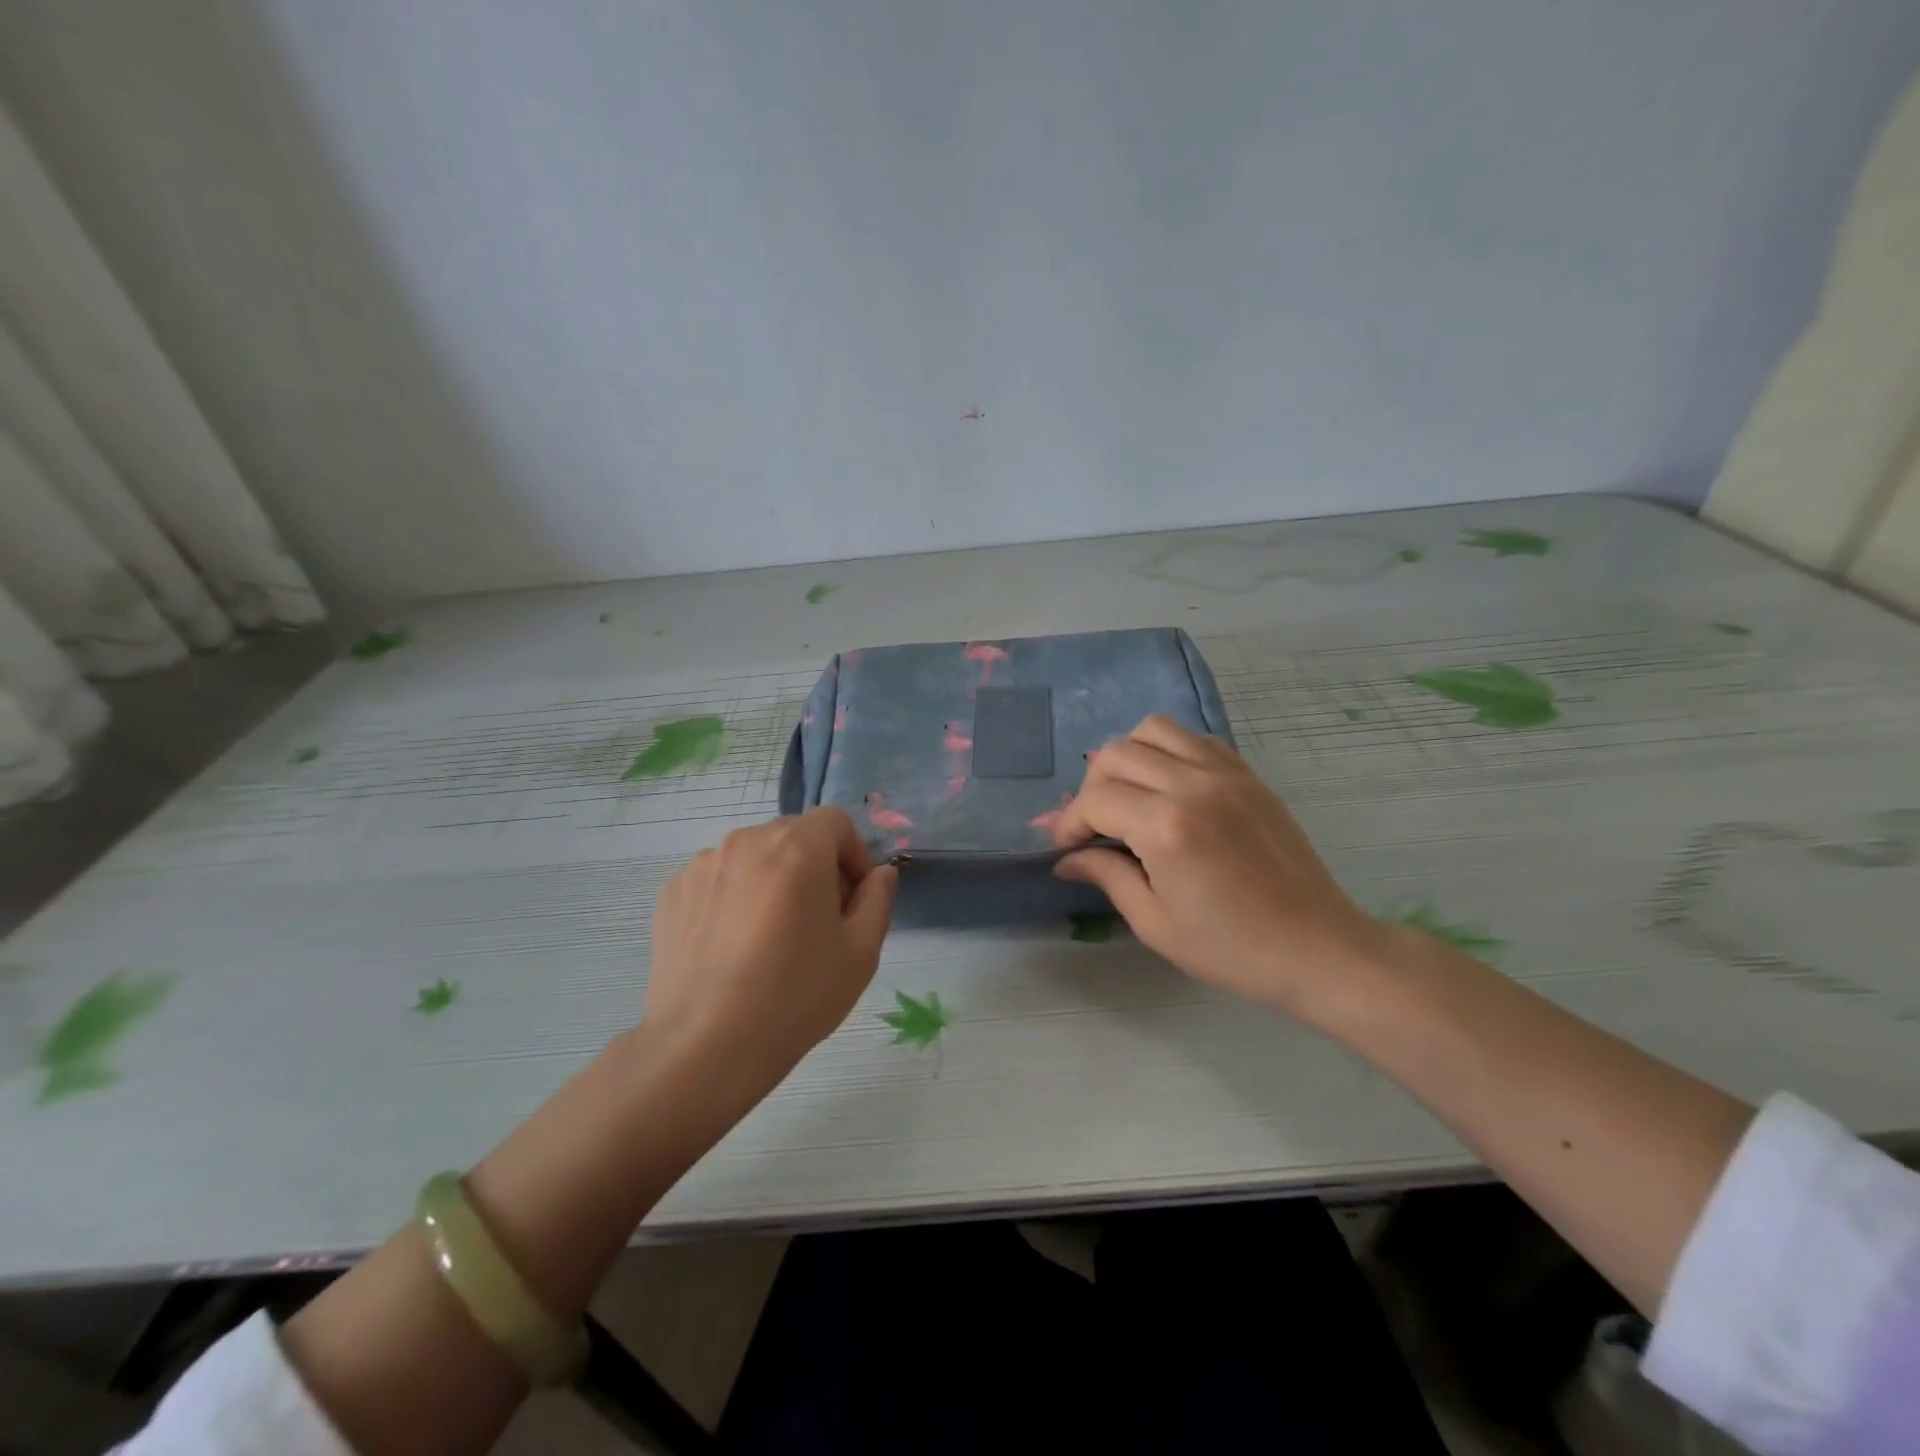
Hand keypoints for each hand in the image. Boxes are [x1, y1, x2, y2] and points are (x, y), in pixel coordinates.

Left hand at [645, 808, 897, 1079]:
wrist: (705, 1047)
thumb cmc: (796, 995)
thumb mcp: (861, 952)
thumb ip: (878, 899)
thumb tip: (880, 873)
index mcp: (797, 847)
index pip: (835, 821)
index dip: (853, 854)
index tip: (852, 899)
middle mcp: (747, 841)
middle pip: (793, 835)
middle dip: (814, 866)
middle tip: (817, 921)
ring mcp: (703, 865)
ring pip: (754, 857)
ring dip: (772, 880)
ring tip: (770, 937)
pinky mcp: (672, 893)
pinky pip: (718, 879)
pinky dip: (734, 897)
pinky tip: (733, 947)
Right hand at [1052, 716, 1389, 1021]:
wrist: (1317, 947)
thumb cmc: (1231, 947)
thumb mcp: (1155, 923)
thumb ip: (1106, 876)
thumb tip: (1067, 858)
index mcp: (1166, 826)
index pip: (1095, 801)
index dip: (1070, 823)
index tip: (1065, 847)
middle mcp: (1192, 784)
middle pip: (1115, 754)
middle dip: (1091, 788)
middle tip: (1094, 826)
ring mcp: (1224, 773)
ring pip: (1153, 730)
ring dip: (1128, 757)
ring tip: (1130, 795)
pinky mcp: (1248, 774)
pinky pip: (1194, 739)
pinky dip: (1169, 752)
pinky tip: (1170, 789)